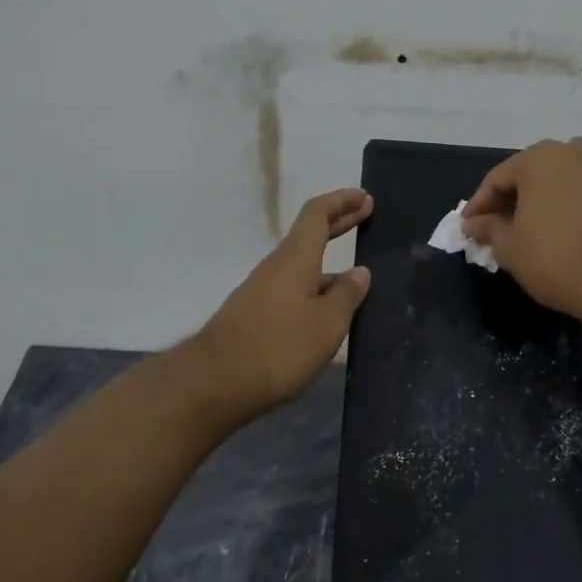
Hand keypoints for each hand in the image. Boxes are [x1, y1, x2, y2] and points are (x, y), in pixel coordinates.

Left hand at [194, 189, 373, 416]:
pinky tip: (326, 315)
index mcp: (295, 259)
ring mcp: (260, 292)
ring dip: (327, 266)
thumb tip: (359, 272)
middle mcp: (275, 268)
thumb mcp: (327, 324)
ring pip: (300, 268)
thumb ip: (346, 295)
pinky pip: (291, 292)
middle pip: (308, 236)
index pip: (317, 214)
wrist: (216, 383)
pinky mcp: (252, 317)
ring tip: (356, 282)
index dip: (341, 201)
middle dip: (337, 223)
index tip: (365, 197)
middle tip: (364, 215)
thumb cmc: (280, 347)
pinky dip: (313, 290)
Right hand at [462, 137, 581, 323]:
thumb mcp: (509, 248)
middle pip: (535, 173)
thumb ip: (488, 229)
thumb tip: (473, 222)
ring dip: (554, 196)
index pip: (498, 179)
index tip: (470, 228)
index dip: (480, 204)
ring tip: (544, 225)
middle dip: (517, 198)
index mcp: (539, 158)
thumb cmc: (555, 259)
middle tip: (502, 227)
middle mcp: (576, 151)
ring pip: (571, 178)